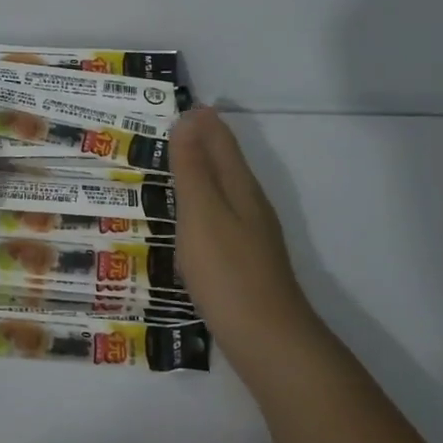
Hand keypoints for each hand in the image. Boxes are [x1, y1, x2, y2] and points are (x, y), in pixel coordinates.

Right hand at [171, 107, 313, 355]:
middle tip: (174, 128)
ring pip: (226, 191)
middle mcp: (251, 205)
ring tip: (177, 165)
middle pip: (227, 163)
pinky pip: (221, 217)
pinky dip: (205, 204)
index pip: (221, 142)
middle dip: (204, 142)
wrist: (267, 339)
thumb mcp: (202, 214)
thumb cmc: (227, 272)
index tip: (182, 104)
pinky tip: (193, 220)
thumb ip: (193, 169)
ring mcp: (252, 235)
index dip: (203, 122)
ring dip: (204, 173)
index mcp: (240, 188)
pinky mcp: (245, 261)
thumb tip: (189, 119)